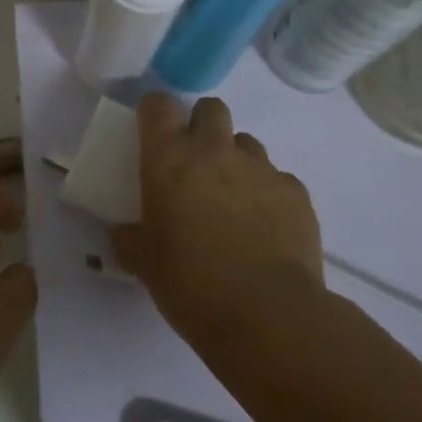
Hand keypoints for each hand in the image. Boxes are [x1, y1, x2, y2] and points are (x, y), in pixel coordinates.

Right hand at [112, 94, 325, 349]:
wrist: (269, 316)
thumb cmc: (191, 283)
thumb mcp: (144, 263)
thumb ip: (130, 239)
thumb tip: (125, 233)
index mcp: (169, 158)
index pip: (158, 105)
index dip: (155, 113)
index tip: (153, 133)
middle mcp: (215, 150)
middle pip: (210, 108)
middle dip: (202, 126)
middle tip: (195, 163)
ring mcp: (260, 167)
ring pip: (246, 143)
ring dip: (235, 160)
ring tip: (233, 201)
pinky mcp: (296, 192)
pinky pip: (277, 178)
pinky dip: (268, 194)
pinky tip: (265, 228)